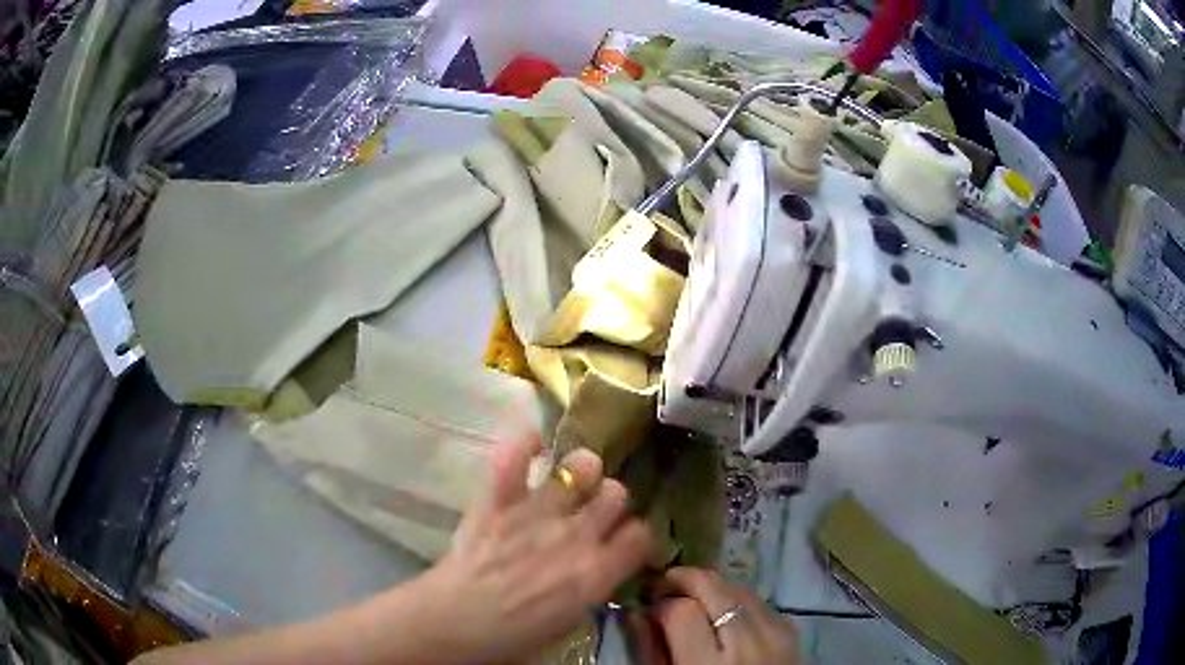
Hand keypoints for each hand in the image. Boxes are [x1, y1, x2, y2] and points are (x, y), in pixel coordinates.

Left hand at [415, 437, 652, 662]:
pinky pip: (514, 456)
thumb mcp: (567, 624)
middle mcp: (576, 535)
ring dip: (581, 470)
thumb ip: (589, 590)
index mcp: (596, 572)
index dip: (638, 535)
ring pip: (580, 468)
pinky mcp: (498, 499)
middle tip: (596, 511)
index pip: (641, 535)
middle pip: (617, 495)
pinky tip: (533, 442)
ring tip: (571, 476)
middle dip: (612, 500)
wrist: (454, 623)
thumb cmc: (511, 638)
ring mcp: (537, 512)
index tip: (627, 539)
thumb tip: (595, 572)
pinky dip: (524, 444)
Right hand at [629, 568, 798, 664]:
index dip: (660, 603)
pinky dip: (738, 599)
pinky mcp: (791, 631)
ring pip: (738, 588)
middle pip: (714, 588)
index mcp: (706, 664)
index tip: (648, 605)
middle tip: (665, 585)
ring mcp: (774, 634)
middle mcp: (745, 643)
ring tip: (694, 597)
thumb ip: (649, 650)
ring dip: (713, 587)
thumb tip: (634, 611)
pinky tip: (724, 611)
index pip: (680, 611)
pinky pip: (759, 601)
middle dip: (685, 579)